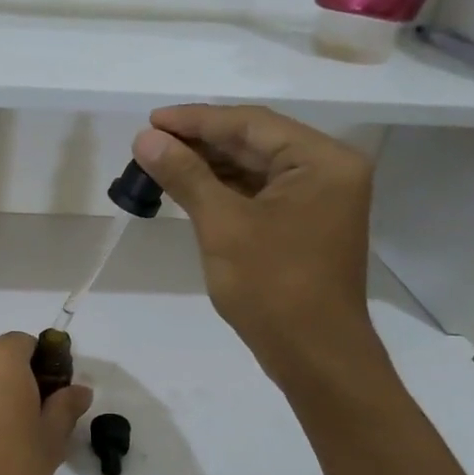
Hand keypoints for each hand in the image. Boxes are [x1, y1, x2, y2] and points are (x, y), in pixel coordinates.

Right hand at [133, 105, 382, 391]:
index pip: (251, 123)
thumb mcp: (223, 225)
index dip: (196, 120)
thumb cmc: (273, 286)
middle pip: (255, 142)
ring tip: (160, 162)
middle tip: (150, 142)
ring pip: (255, 167)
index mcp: (322, 160)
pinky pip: (260, 192)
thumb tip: (145, 139)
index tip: (151, 120)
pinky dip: (224, 189)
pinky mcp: (305, 223)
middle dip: (200, 142)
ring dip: (209, 165)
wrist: (314, 354)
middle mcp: (328, 170)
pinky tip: (189, 187)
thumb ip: (186, 175)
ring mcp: (319, 198)